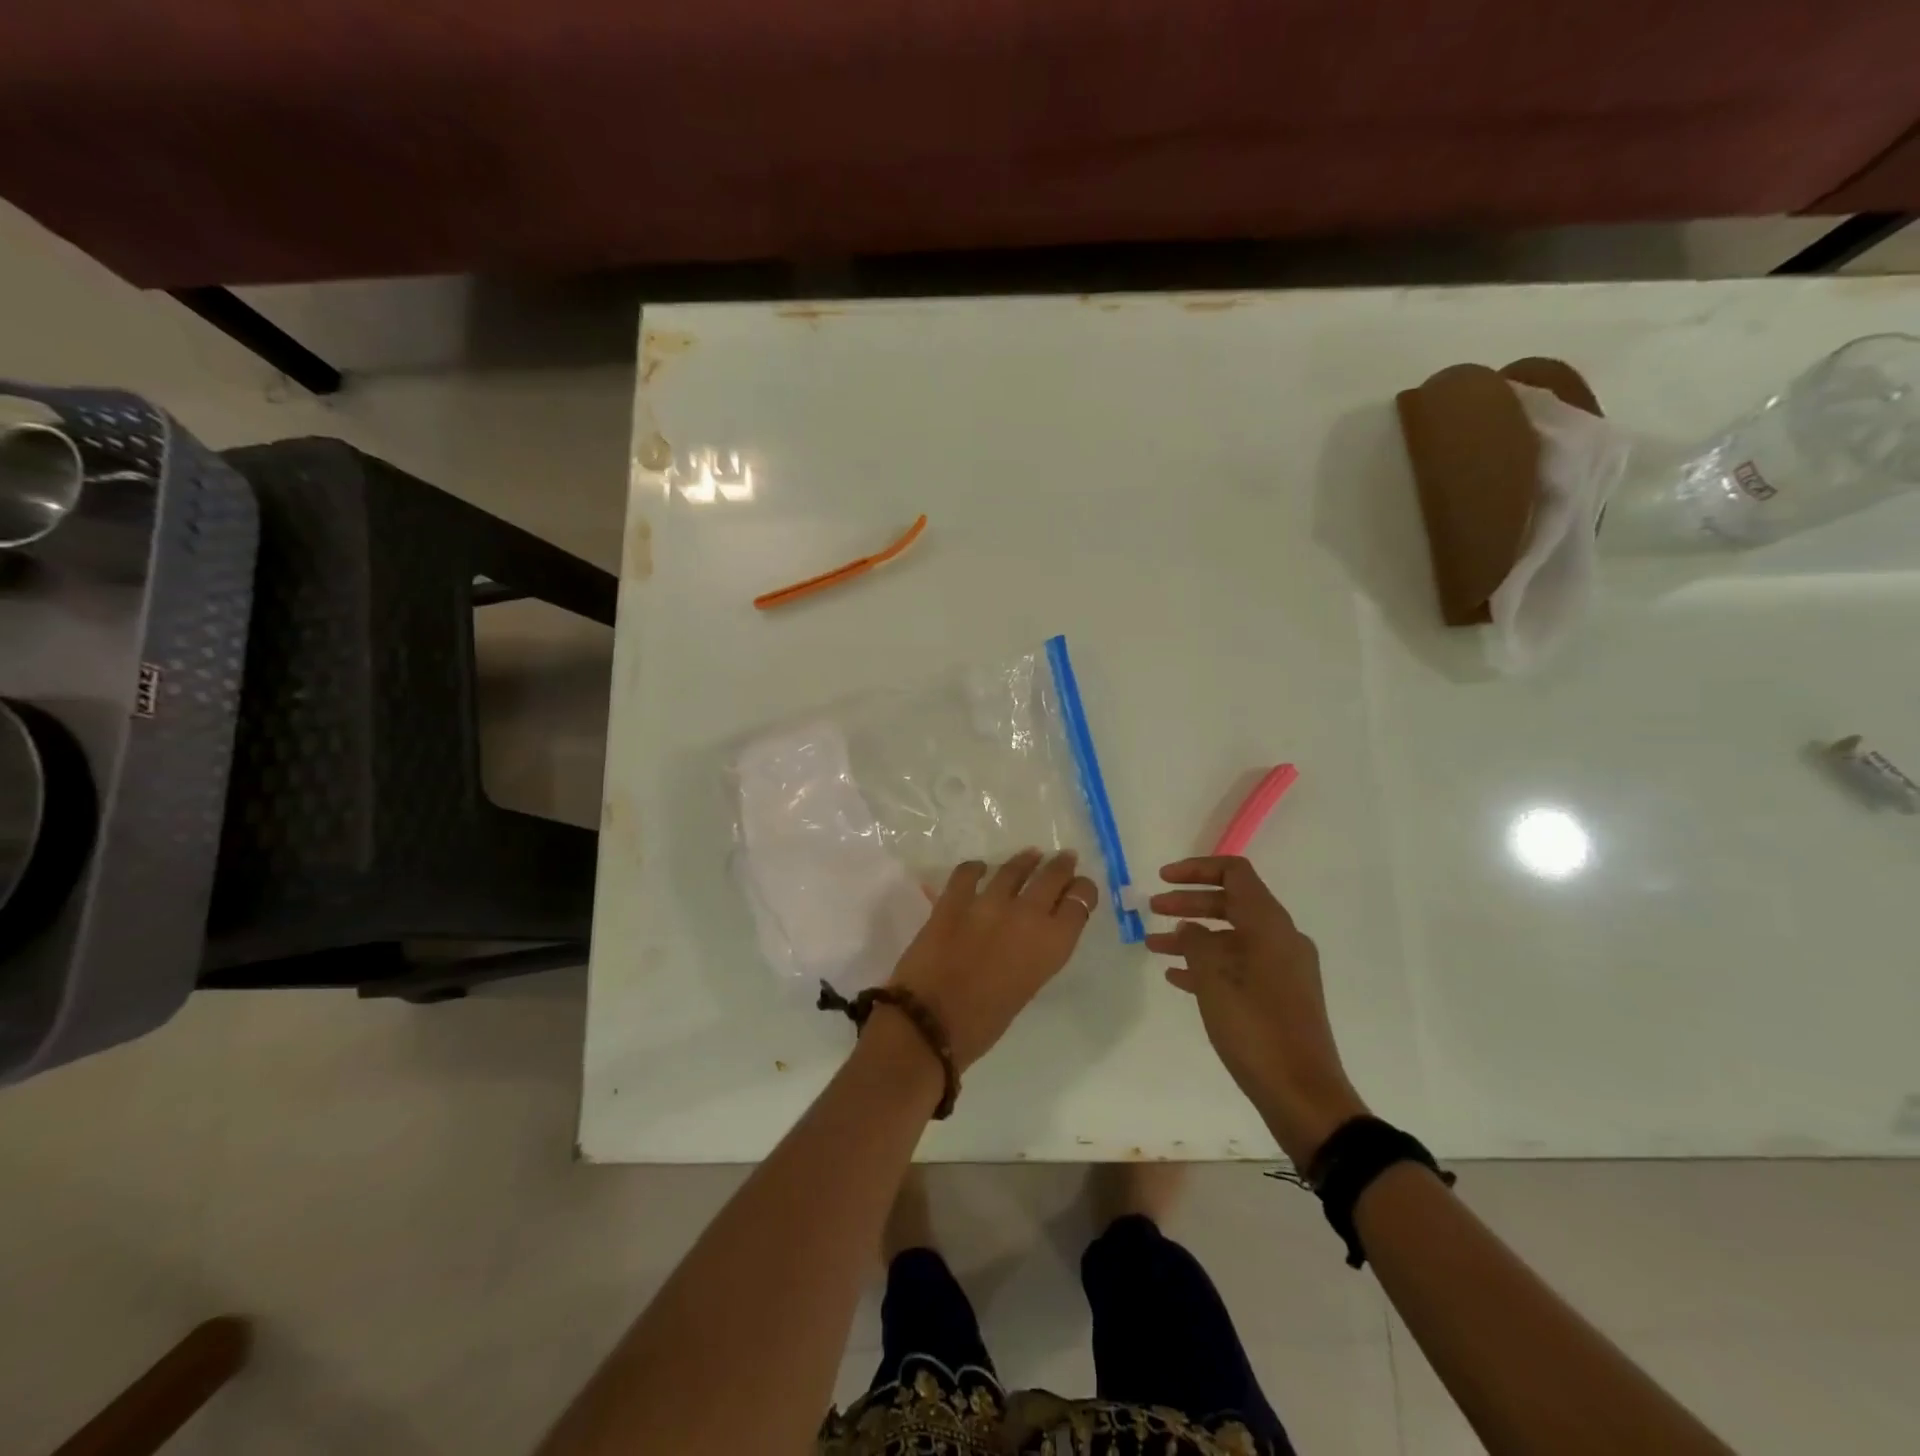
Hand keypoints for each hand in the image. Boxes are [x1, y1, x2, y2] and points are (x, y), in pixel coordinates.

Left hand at [888, 849, 1098, 1070]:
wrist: (929, 1023)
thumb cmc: (984, 1024)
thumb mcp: (1027, 987)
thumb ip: (1035, 955)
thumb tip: (1030, 937)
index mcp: (1051, 945)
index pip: (1079, 903)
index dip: (1083, 892)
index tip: (1081, 889)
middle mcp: (1026, 915)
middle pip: (1052, 877)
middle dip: (1061, 867)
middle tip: (1065, 859)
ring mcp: (988, 902)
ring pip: (1014, 868)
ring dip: (1025, 861)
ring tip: (1031, 855)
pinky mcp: (953, 899)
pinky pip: (969, 872)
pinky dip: (977, 869)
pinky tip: (980, 869)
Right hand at [1149, 856, 1366, 1165]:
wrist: (1302, 1094)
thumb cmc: (1255, 1026)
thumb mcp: (1213, 977)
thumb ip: (1196, 941)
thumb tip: (1191, 928)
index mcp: (1269, 923)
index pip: (1234, 873)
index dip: (1196, 869)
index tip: (1162, 878)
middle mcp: (1281, 938)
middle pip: (1230, 903)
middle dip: (1189, 903)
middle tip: (1153, 909)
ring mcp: (1282, 969)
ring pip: (1230, 937)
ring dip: (1193, 936)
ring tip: (1154, 945)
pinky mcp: (1279, 997)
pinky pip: (1238, 966)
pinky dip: (1208, 964)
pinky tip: (1176, 978)